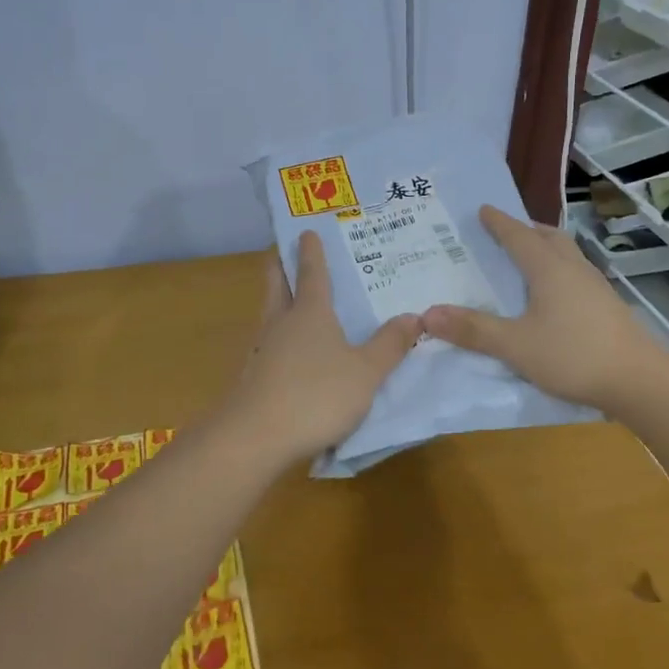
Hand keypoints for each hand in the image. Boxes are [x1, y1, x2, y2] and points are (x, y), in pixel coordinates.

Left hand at [219, 232, 419, 463]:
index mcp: (310, 312)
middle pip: (277, 283)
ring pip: (270, 313)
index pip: (311, 271)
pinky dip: (280, 336)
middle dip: (281, 265)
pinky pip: (270, 344)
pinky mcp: (254, 376)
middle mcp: (281, 322)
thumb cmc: (316, 395)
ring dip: (279, 299)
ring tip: (296, 299)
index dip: (311, 251)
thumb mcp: (365, 373)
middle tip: (286, 250)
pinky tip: (291, 352)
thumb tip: (414, 316)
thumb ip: (389, 345)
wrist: (254, 437)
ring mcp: (263, 349)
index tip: (306, 231)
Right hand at [420, 205, 667, 414]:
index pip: (519, 236)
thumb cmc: (574, 356)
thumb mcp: (515, 345)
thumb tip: (427, 314)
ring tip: (527, 259)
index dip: (500, 223)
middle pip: (549, 238)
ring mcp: (595, 287)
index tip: (484, 209)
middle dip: (526, 230)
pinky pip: (575, 275)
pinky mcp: (607, 306)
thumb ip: (473, 330)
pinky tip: (553, 295)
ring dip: (545, 249)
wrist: (639, 380)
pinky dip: (557, 271)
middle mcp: (573, 269)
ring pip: (566, 255)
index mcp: (549, 269)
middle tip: (505, 232)